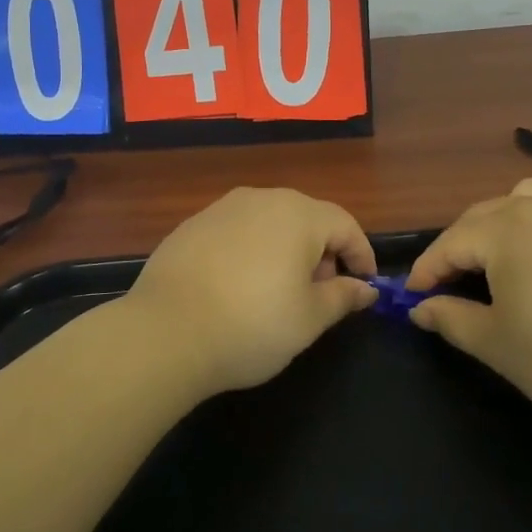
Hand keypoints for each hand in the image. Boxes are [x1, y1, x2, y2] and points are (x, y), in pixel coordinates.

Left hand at [127, 187, 378, 394]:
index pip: (345, 225)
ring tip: (280, 292)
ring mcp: (222, 209)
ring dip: (286, 251)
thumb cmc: (252, 325)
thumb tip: (366, 288)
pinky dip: (251, 252)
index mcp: (298, 215)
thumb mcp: (309, 319)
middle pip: (307, 219)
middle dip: (323, 253)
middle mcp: (261, 199)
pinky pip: (237, 232)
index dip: (361, 255)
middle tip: (322, 294)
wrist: (165, 332)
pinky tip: (239, 288)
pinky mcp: (191, 226)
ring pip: (270, 223)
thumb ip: (343, 297)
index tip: (365, 286)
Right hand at [405, 179, 531, 429]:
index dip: (425, 271)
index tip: (412, 297)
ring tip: (495, 259)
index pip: (449, 243)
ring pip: (519, 200)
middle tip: (447, 284)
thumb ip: (449, 319)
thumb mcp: (495, 345)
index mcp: (504, 232)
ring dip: (495, 225)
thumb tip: (420, 309)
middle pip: (480, 217)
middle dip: (456, 247)